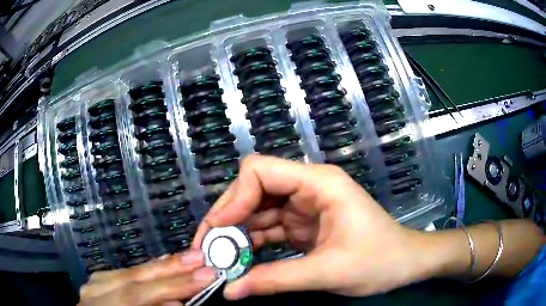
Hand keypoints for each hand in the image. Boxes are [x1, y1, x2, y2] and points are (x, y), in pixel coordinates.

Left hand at [78, 250, 215, 305]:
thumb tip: (178, 302)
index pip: (137, 295)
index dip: (171, 286)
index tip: (204, 277)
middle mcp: (93, 294)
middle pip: (130, 277)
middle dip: (168, 269)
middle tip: (199, 258)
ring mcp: (93, 286)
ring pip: (126, 271)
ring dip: (158, 266)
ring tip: (185, 259)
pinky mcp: (97, 283)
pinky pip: (123, 273)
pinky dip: (144, 270)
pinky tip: (159, 265)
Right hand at [192, 155, 428, 299]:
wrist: (405, 264)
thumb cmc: (379, 261)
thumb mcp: (328, 272)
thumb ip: (276, 280)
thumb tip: (229, 291)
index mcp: (319, 184)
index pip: (261, 171)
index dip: (234, 198)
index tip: (217, 231)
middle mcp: (309, 188)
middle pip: (254, 189)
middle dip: (228, 217)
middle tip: (209, 248)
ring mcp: (306, 206)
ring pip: (258, 210)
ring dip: (237, 233)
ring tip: (219, 257)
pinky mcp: (305, 224)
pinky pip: (270, 228)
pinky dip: (253, 242)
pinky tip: (240, 259)